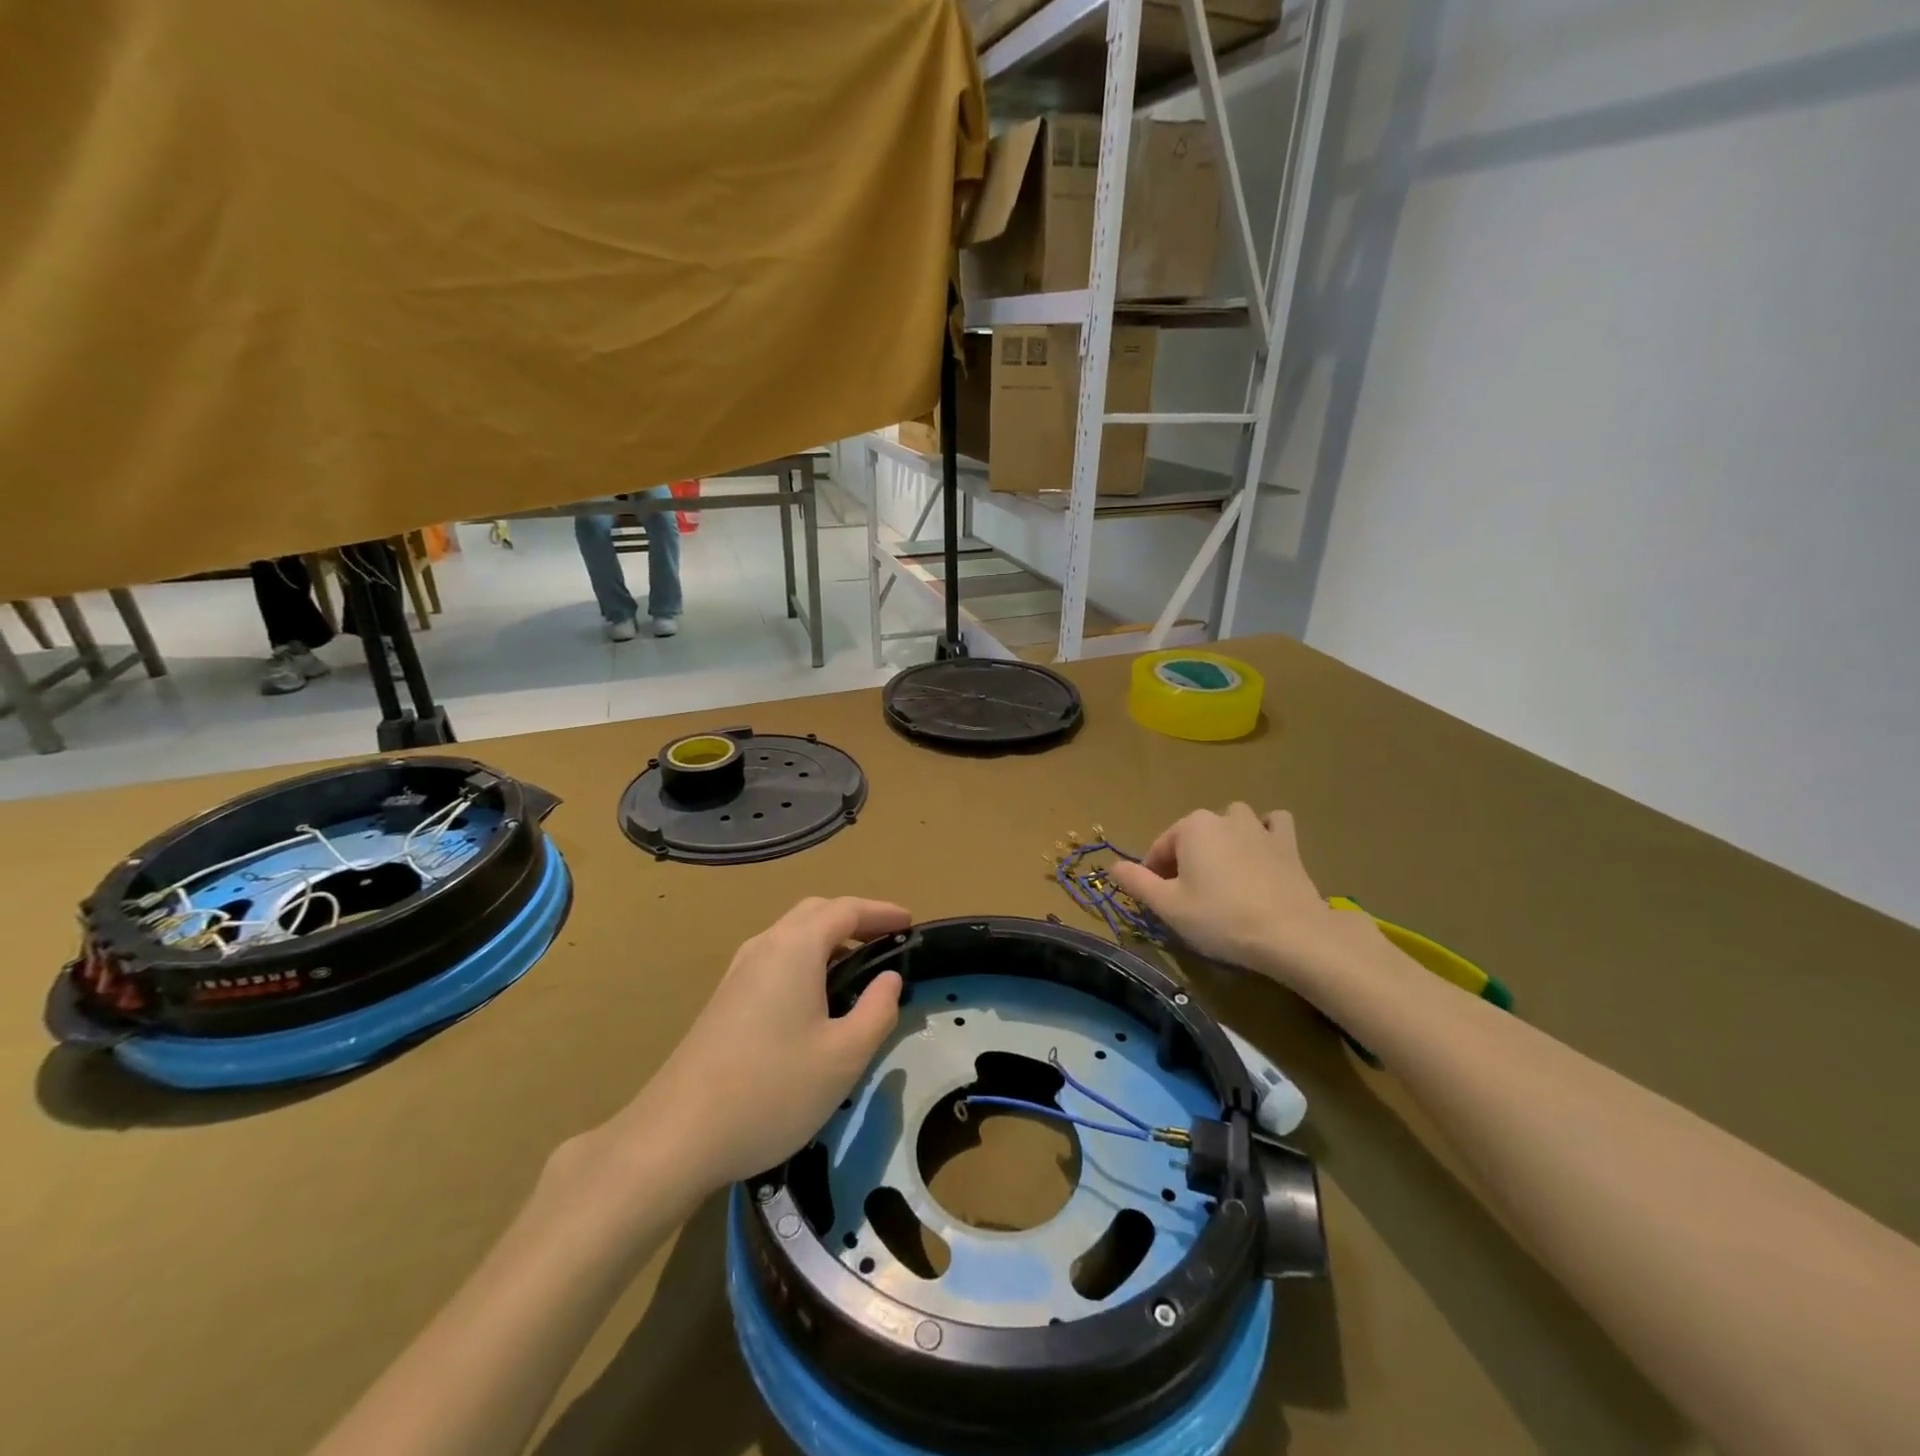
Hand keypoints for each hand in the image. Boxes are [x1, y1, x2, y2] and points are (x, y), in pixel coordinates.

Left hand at [610, 897, 908, 1193]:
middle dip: (855, 919)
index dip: (881, 912)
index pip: (845, 909)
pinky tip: (816, 1000)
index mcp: (794, 949)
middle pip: (815, 912)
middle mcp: (764, 947)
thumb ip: (877, 1010)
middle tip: (887, 941)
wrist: (676, 1136)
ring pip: (791, 936)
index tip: (910, 923)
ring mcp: (738, 973)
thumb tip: (889, 978)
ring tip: (859, 969)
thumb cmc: (771, 1091)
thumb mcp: (843, 1057)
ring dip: (829, 939)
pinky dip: (806, 960)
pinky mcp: (724, 1000)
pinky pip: (775, 959)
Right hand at [1109, 805, 1352, 986]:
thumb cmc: (1220, 918)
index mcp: (1191, 827)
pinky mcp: (1288, 843)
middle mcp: (1223, 816)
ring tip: (1223, 873)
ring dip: (1223, 839)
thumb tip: (1112, 866)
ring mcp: (1258, 827)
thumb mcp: (1168, 906)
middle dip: (1186, 859)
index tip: (1158, 903)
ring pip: (1231, 822)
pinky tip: (1262, 852)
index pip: (1160, 848)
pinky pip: (1273, 825)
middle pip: (1193, 836)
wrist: (1290, 934)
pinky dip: (1265, 832)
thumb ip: (1137, 882)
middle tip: (1189, 896)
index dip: (1153, 875)